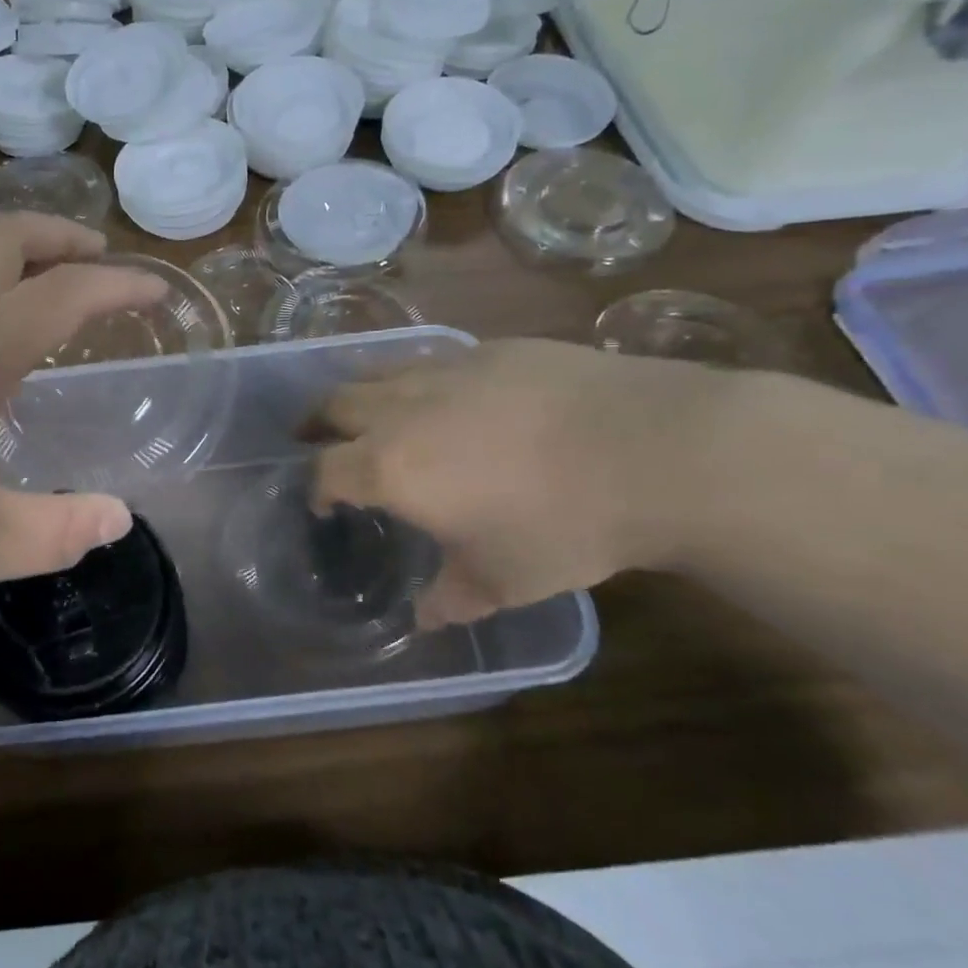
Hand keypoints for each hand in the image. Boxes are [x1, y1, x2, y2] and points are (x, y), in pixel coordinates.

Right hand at [309, 339, 731, 626]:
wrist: (651, 448)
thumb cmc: (562, 525)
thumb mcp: (501, 581)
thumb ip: (450, 600)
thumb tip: (424, 618)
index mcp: (390, 467)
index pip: (325, 470)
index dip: (316, 488)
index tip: (325, 503)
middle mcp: (402, 409)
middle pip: (335, 404)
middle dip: (319, 424)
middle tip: (321, 441)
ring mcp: (445, 370)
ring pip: (378, 372)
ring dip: (363, 395)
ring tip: (375, 414)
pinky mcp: (488, 349)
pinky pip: (432, 359)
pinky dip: (418, 378)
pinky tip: (450, 397)